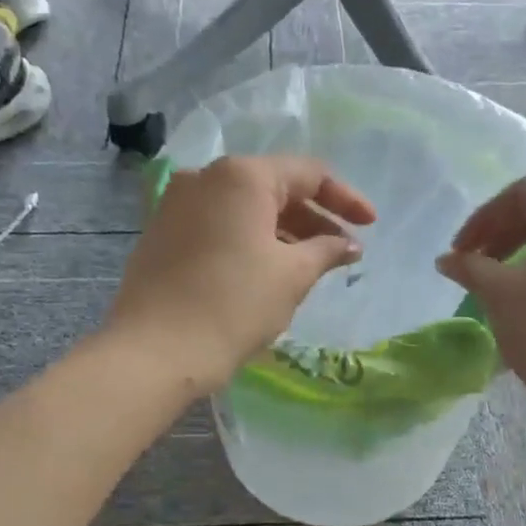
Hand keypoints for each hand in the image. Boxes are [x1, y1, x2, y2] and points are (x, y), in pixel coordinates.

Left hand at [109, 156, 375, 394]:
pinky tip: (266, 270)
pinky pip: (218, 225)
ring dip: (282, 232)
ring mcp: (176, 204)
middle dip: (312, 218)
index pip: (308, 174)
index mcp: (241, 176)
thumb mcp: (292, 276)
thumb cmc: (234, 305)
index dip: (345, 199)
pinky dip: (248, 240)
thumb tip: (348, 245)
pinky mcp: (161, 232)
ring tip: (309, 266)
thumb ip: (326, 250)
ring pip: (244, 209)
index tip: (370, 226)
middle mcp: (205, 177)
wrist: (155, 351)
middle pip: (273, 188)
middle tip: (341, 252)